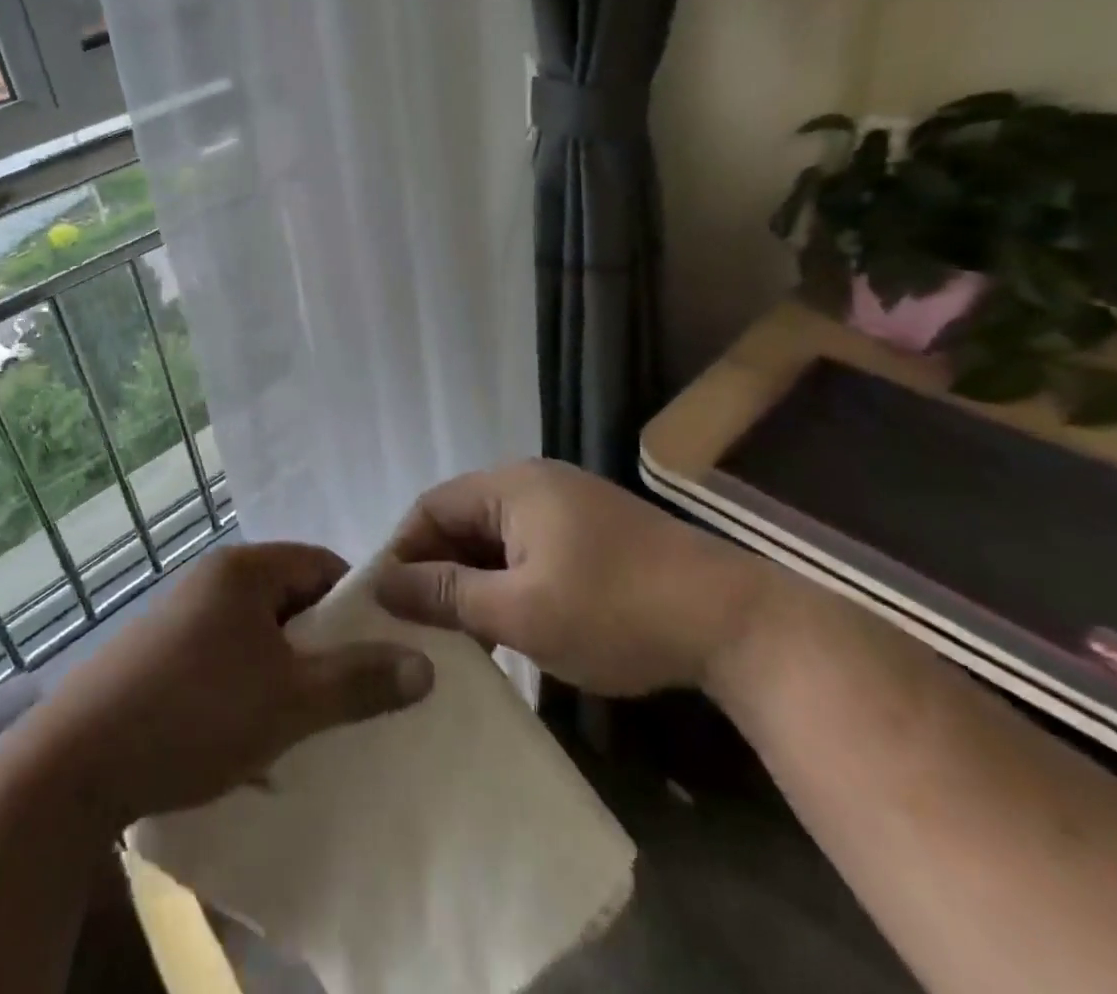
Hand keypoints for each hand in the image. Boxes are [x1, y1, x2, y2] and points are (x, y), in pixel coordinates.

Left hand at [33, 543, 433, 826]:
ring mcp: (180, 615)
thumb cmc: (195, 713)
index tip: (375, 653)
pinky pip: (222, 658)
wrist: (74, 766)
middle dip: (319, 645)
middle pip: (289, 599)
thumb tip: (425, 666)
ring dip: (283, 672)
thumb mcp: (290, 702)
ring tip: (301, 722)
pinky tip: (248, 737)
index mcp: (244, 569)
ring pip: (256, 634)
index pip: (321, 565)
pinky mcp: (157, 654)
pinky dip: (245, 688)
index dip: (355, 606)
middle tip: (343, 693)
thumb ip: (360, 681)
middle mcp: (211, 579)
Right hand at [375, 458, 774, 695]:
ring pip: (496, 538)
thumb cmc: (614, 610)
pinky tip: (508, 624)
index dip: (403, 552)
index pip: (431, 507)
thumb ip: (447, 594)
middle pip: (462, 519)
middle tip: (420, 628)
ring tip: (458, 635)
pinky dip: (508, 582)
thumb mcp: (520, 610)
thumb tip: (383, 584)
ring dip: (473, 580)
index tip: (385, 605)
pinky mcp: (593, 533)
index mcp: (512, 485)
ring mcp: (569, 505)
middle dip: (437, 570)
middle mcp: (535, 482)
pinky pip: (529, 549)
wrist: (733, 621)